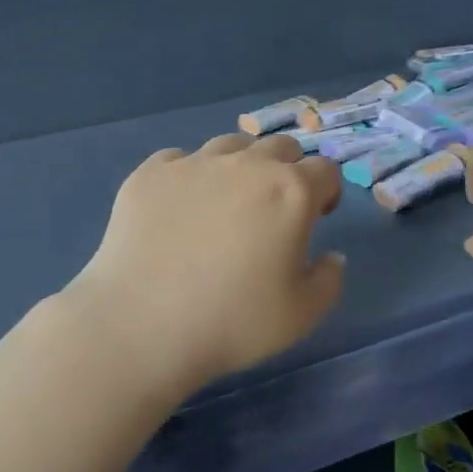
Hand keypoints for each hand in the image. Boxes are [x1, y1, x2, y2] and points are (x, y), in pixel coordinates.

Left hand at [63, 133, 345, 389]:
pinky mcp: (149, 173)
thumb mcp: (302, 315)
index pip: (325, 170)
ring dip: (240, 167)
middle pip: (280, 148)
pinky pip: (179, 159)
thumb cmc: (232, 322)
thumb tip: (331, 256)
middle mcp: (245, 165)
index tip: (318, 216)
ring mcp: (193, 164)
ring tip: (226, 203)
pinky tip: (179, 209)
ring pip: (230, 146)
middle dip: (287, 170)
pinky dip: (189, 177)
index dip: (327, 191)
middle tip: (275, 208)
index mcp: (290, 192)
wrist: (141, 325)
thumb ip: (328, 280)